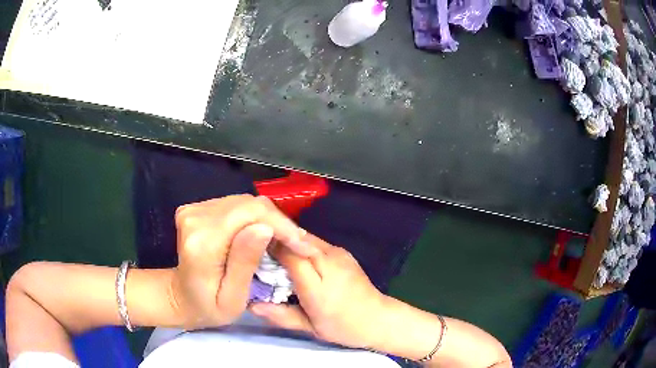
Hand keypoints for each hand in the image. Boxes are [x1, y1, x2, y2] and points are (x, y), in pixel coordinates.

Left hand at [170, 195, 316, 329]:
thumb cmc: (208, 307)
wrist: (180, 297)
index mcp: (202, 242)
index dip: (281, 225)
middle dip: (279, 223)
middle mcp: (195, 217)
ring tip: (286, 241)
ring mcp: (193, 210)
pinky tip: (263, 234)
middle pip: (249, 204)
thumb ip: (245, 263)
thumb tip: (264, 228)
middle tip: (299, 245)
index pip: (249, 214)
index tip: (303, 245)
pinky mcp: (196, 208)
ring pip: (244, 202)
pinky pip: (235, 205)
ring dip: (269, 220)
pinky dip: (255, 218)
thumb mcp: (232, 298)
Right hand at [249, 233, 388, 349]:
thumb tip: (250, 305)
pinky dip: (301, 247)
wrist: (379, 319)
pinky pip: (316, 243)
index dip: (268, 248)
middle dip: (275, 242)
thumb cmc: (344, 327)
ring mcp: (339, 253)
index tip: (251, 252)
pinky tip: (295, 260)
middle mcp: (329, 260)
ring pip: (305, 238)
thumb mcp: (310, 327)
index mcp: (318, 283)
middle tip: (257, 254)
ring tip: (273, 257)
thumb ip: (281, 315)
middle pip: (296, 240)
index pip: (288, 253)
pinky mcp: (343, 252)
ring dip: (288, 243)